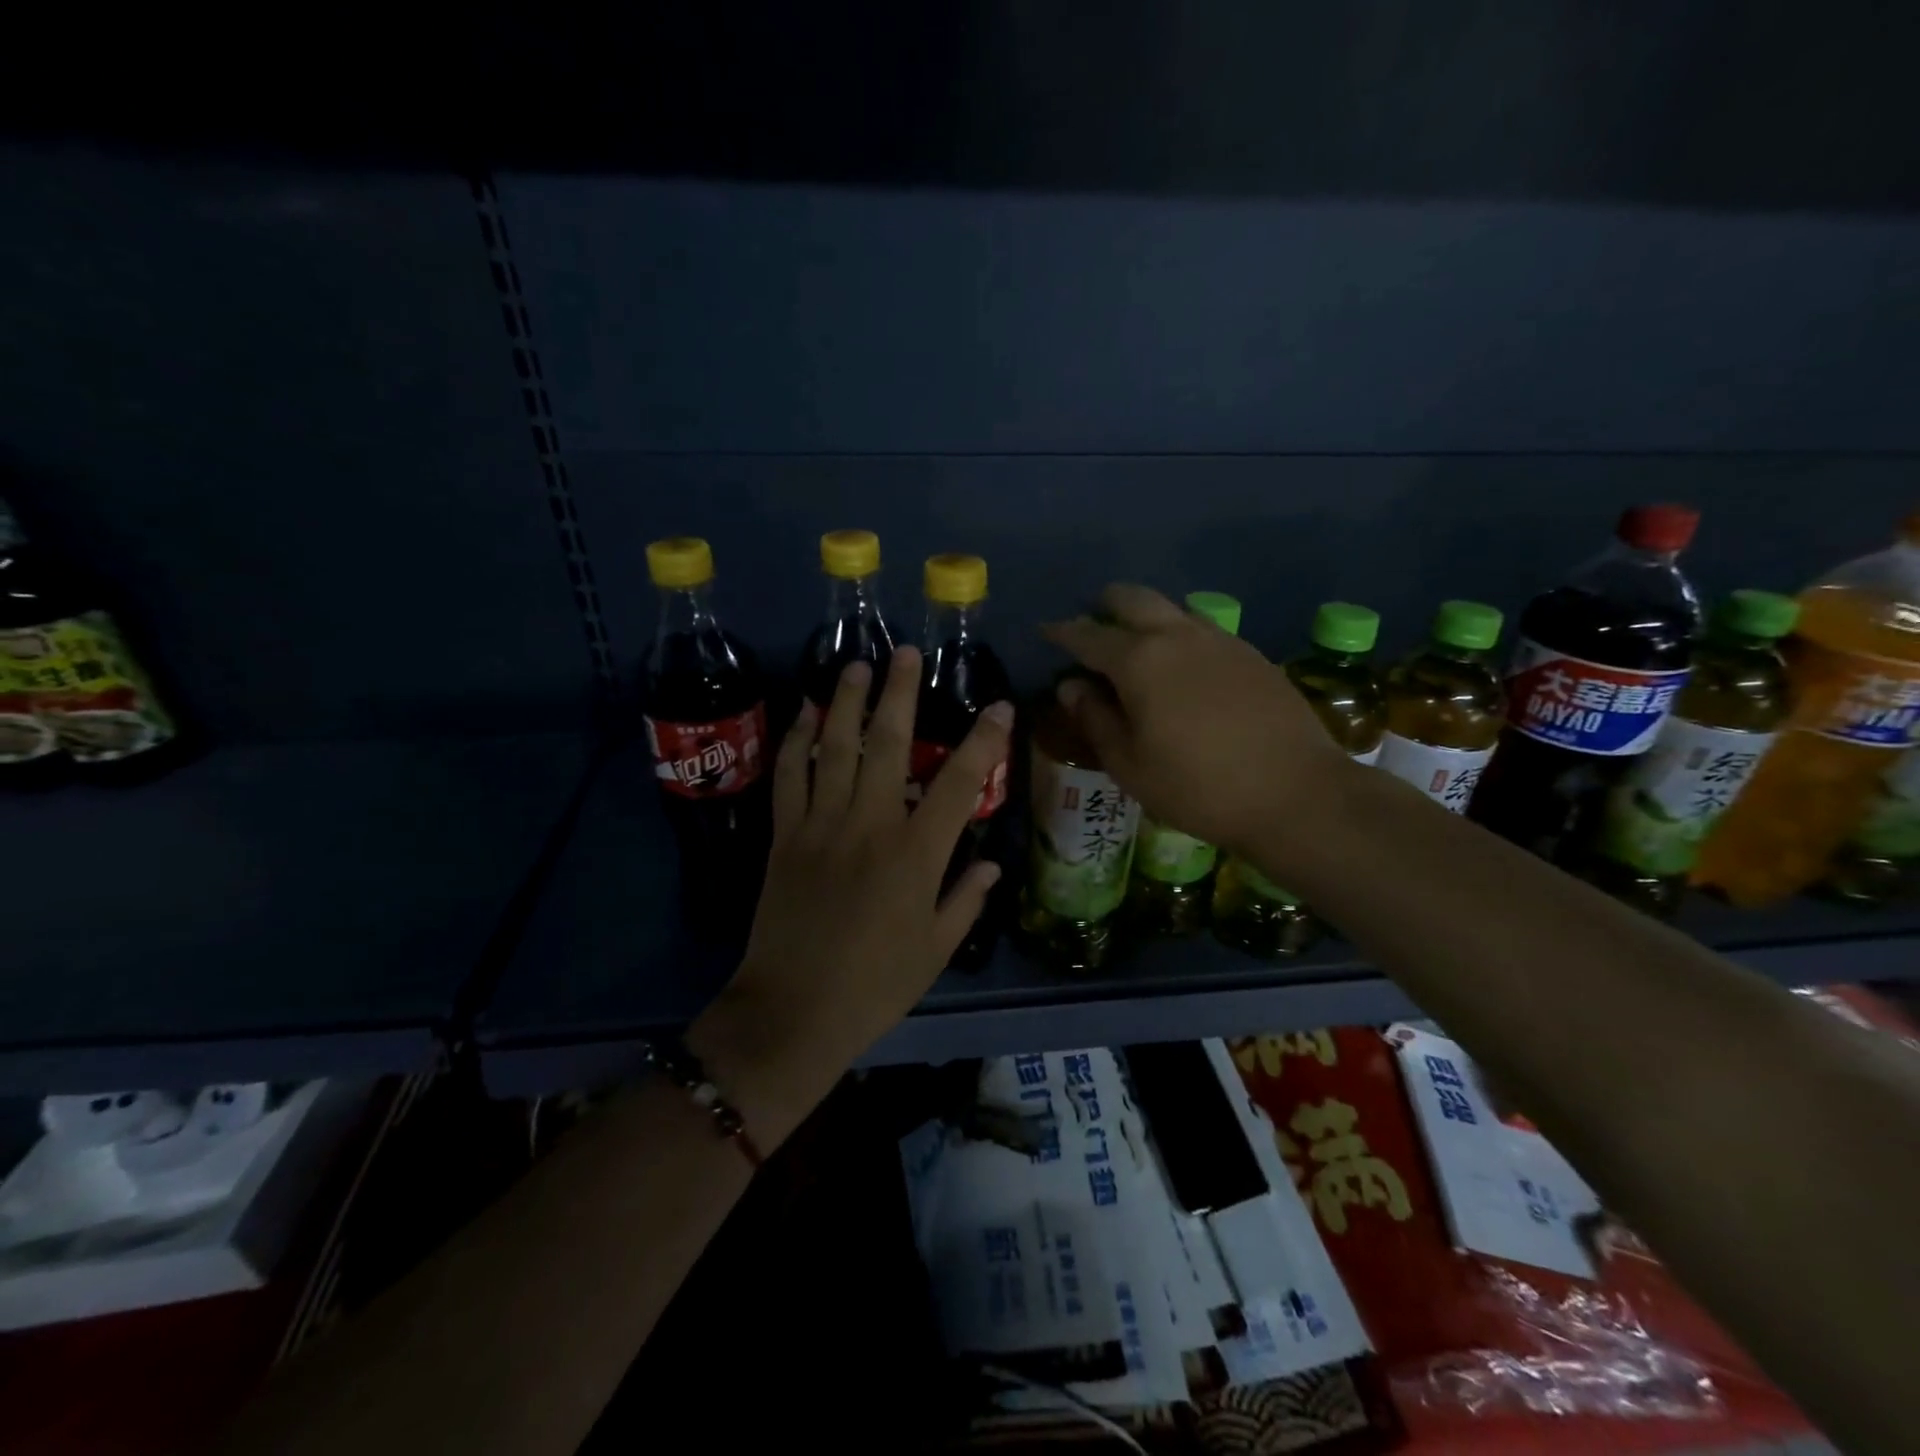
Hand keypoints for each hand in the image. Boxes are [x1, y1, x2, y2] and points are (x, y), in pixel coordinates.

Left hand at [690, 647, 1012, 1147]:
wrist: (792, 1012)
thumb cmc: (874, 986)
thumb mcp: (935, 950)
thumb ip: (965, 900)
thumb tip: (991, 864)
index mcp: (915, 855)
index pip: (958, 784)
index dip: (982, 741)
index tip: (997, 706)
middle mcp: (869, 825)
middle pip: (887, 744)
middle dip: (899, 693)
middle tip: (906, 651)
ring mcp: (821, 825)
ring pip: (834, 748)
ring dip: (845, 701)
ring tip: (855, 664)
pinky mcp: (785, 835)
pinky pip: (790, 776)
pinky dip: (797, 740)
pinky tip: (805, 712)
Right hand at [1043, 584, 1347, 852]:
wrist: (1296, 794)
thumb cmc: (1198, 787)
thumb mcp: (1130, 764)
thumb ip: (1095, 719)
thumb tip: (1071, 686)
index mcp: (1139, 660)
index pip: (1088, 635)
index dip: (1062, 632)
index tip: (1046, 630)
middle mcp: (1177, 635)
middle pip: (1132, 598)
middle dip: (1105, 605)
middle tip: (1091, 625)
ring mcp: (1220, 640)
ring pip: (1172, 608)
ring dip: (1145, 617)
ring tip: (1135, 646)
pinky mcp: (1251, 654)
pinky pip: (1202, 628)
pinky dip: (1178, 635)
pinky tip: (1181, 667)